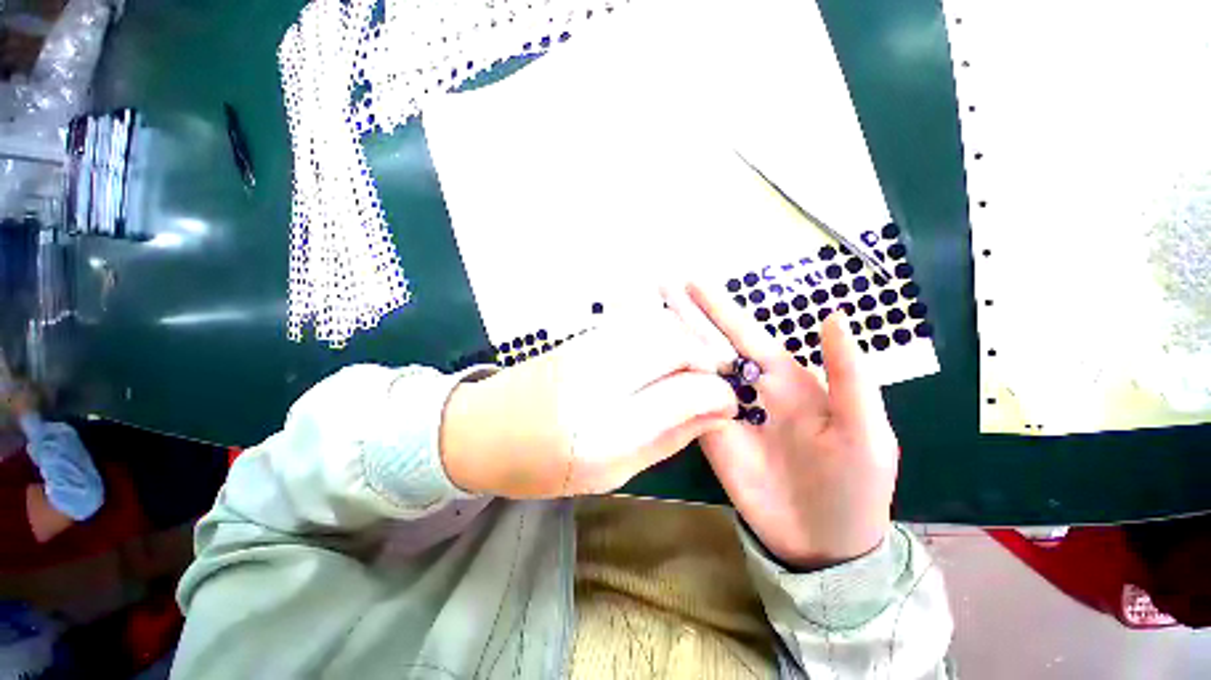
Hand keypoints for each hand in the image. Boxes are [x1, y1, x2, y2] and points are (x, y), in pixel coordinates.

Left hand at [440, 306, 738, 497]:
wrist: (480, 430)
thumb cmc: (541, 463)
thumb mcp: (611, 470)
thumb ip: (667, 437)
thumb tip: (715, 411)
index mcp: (602, 428)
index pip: (680, 391)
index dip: (715, 393)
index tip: (728, 404)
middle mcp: (596, 376)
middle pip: (672, 341)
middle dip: (705, 358)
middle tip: (712, 383)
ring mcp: (587, 346)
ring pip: (656, 323)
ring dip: (685, 342)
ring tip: (690, 370)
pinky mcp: (582, 335)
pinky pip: (636, 322)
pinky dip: (662, 333)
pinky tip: (662, 355)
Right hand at [667, 282, 899, 568]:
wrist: (824, 543)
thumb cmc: (855, 484)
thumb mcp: (864, 429)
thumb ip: (847, 375)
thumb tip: (831, 315)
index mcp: (783, 378)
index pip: (745, 334)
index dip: (719, 308)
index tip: (691, 283)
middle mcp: (748, 389)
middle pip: (712, 346)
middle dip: (687, 318)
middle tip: (658, 291)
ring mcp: (724, 413)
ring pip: (695, 373)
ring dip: (672, 349)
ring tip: (646, 324)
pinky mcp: (709, 438)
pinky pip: (685, 406)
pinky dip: (669, 388)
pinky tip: (650, 370)